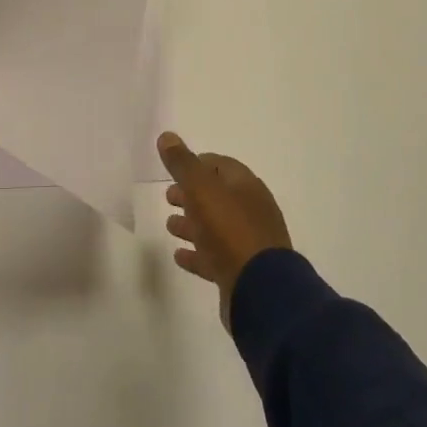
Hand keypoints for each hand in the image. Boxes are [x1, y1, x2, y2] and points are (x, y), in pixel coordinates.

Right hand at [159, 132, 292, 329]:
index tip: (174, 169)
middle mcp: (251, 210)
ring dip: (192, 223)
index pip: (220, 165)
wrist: (260, 289)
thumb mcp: (201, 190)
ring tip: (170, 225)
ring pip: (215, 226)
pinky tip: (179, 255)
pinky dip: (197, 253)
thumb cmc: (230, 230)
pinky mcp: (242, 271)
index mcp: (246, 186)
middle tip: (168, 196)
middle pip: (217, 196)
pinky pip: (215, 256)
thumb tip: (166, 136)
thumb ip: (183, 164)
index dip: (196, 164)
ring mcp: (249, 242)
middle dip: (192, 194)